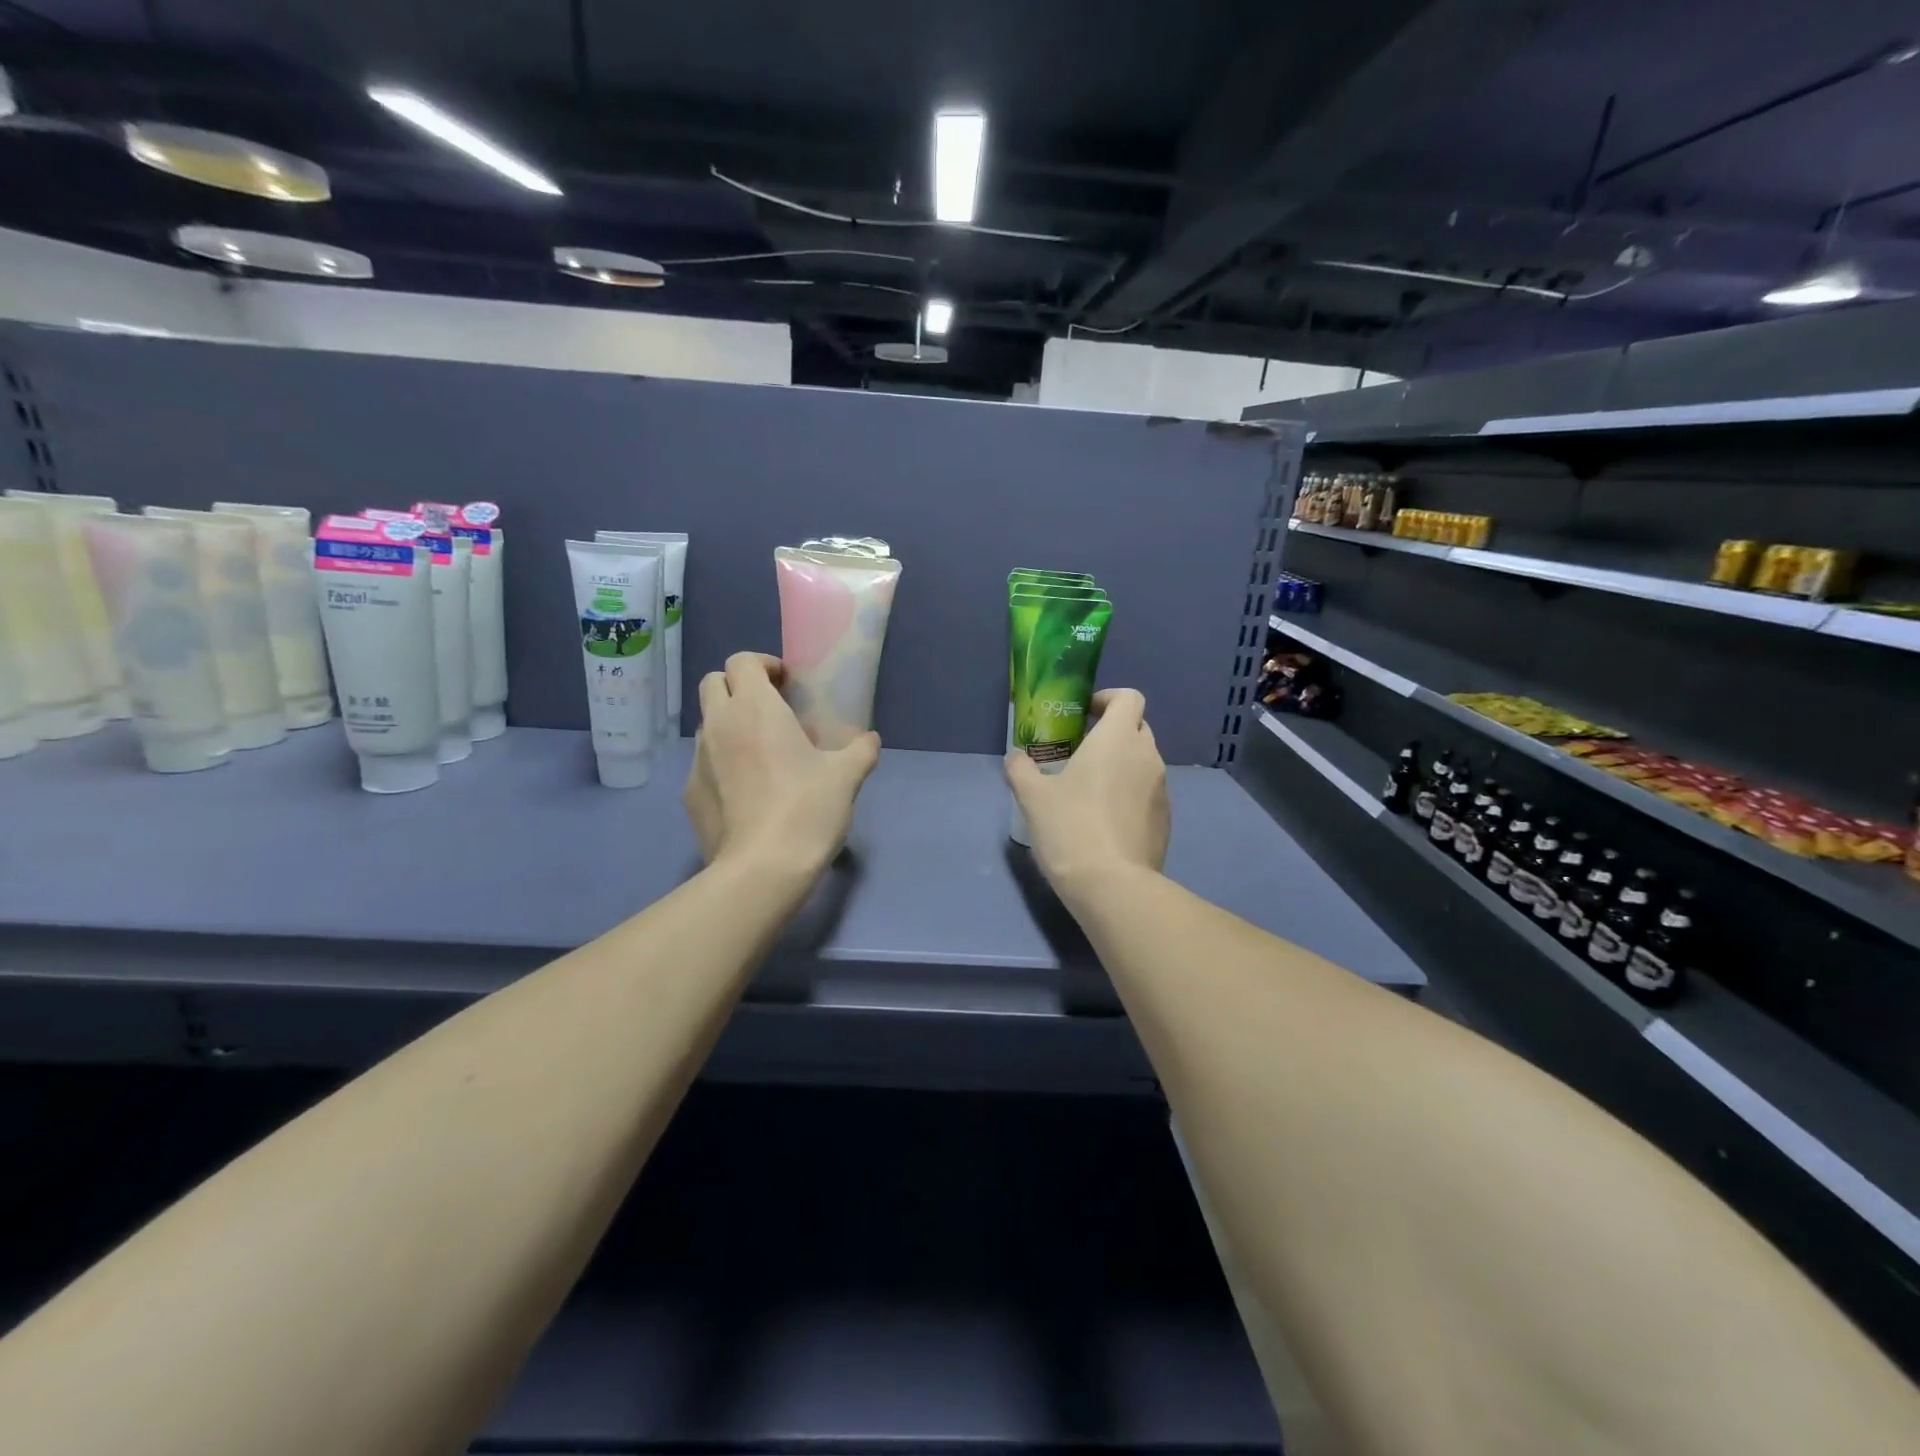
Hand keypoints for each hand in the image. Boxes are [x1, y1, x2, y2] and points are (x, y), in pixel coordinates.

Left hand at [685, 652, 880, 875]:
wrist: (762, 868)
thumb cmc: (807, 809)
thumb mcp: (846, 777)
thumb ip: (860, 750)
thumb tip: (869, 740)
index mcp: (755, 708)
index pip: (742, 661)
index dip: (763, 665)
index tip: (786, 684)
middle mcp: (719, 724)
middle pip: (713, 682)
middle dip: (738, 686)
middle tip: (769, 709)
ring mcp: (698, 759)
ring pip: (707, 723)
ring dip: (729, 723)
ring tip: (759, 751)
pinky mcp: (690, 792)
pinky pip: (704, 762)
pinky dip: (722, 762)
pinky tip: (746, 790)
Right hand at [1005, 688, 1169, 900]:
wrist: (1112, 885)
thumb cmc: (1070, 827)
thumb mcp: (1032, 796)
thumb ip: (1021, 769)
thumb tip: (1016, 757)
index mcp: (1118, 739)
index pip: (1129, 697)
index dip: (1108, 699)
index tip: (1085, 714)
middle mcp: (1147, 756)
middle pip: (1137, 727)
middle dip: (1112, 733)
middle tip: (1080, 752)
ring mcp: (1162, 789)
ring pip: (1142, 762)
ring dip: (1120, 765)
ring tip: (1089, 790)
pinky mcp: (1166, 819)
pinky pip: (1147, 793)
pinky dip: (1129, 794)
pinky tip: (1104, 821)